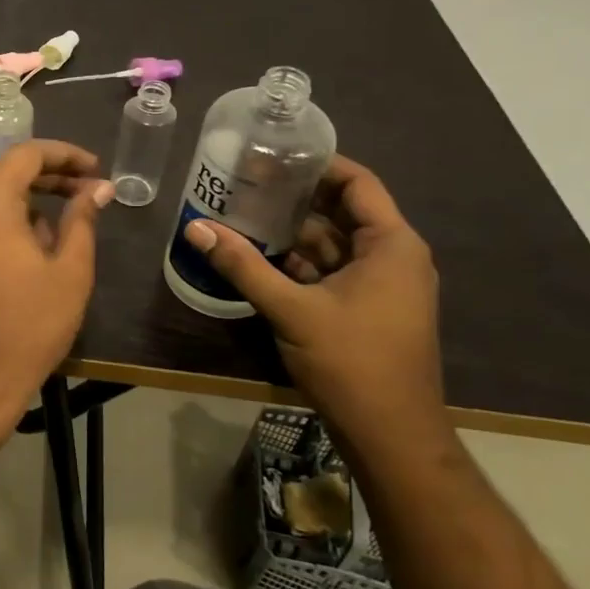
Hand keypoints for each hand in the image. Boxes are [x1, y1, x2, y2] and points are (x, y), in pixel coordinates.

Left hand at [0, 141, 113, 425]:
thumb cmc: (27, 326)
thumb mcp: (69, 271)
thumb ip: (83, 218)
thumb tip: (98, 188)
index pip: (27, 154)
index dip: (66, 156)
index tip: (95, 170)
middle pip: (3, 174)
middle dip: (46, 182)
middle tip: (85, 196)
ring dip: (21, 207)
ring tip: (55, 240)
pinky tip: (19, 255)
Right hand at [181, 155, 448, 465]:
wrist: (391, 435)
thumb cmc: (351, 362)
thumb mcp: (291, 309)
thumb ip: (243, 265)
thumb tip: (195, 228)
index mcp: (392, 245)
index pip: (358, 183)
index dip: (318, 164)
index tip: (274, 153)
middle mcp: (394, 257)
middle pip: (342, 210)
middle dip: (295, 196)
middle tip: (245, 180)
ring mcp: (382, 285)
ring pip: (334, 242)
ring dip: (293, 230)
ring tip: (243, 211)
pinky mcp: (367, 308)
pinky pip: (332, 269)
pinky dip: (300, 260)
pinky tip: (259, 254)